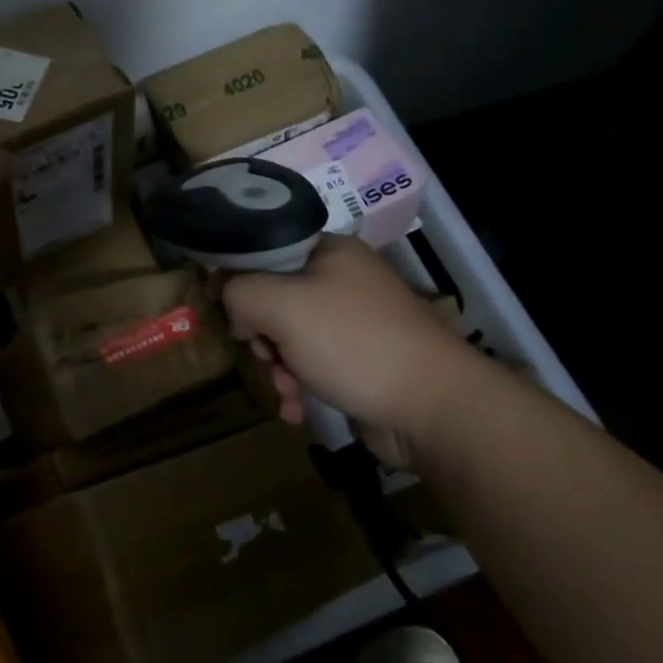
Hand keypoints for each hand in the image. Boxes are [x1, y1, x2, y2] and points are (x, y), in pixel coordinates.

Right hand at [220, 235, 489, 458]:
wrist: (433, 407)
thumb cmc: (353, 343)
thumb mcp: (281, 306)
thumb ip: (240, 291)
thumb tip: (228, 299)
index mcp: (329, 251)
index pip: (264, 252)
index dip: (239, 280)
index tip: (229, 313)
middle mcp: (342, 280)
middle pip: (274, 298)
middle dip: (260, 335)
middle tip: (264, 355)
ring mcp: (354, 322)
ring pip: (290, 337)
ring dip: (277, 367)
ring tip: (286, 390)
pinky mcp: (361, 361)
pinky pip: (313, 364)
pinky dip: (300, 385)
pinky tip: (297, 410)